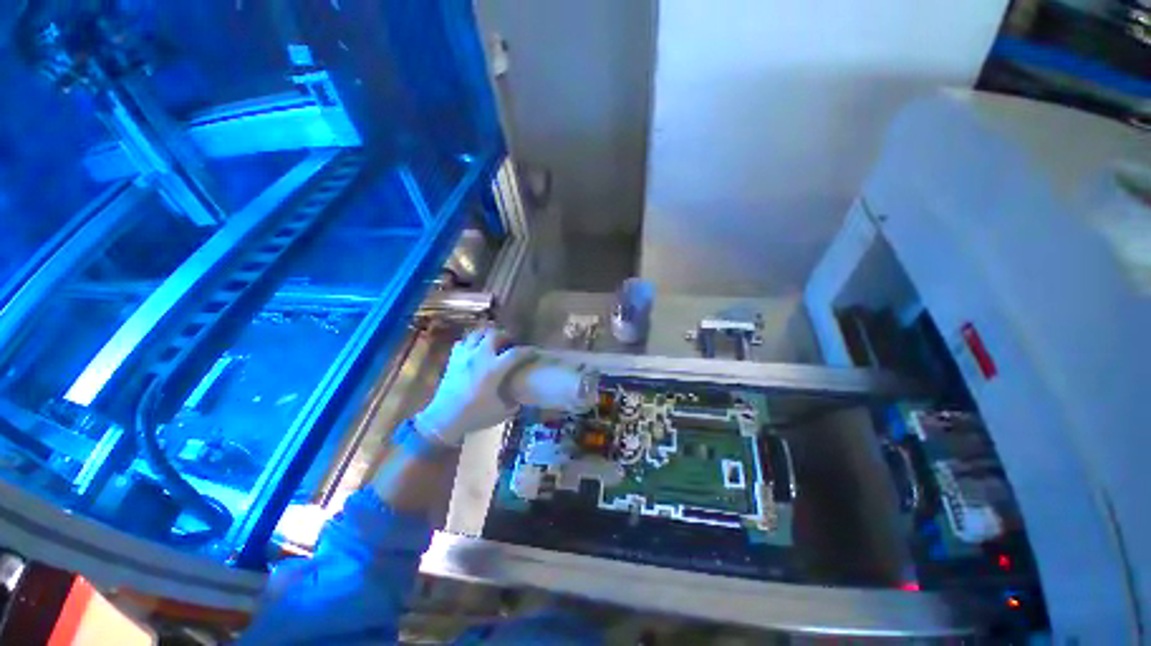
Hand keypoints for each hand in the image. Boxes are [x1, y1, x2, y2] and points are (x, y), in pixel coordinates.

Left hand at [414, 327, 534, 446]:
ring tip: (492, 341)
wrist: (443, 419)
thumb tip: (520, 397)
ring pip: (477, 333)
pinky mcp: (453, 359)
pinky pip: (462, 342)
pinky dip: (470, 343)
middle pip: (494, 334)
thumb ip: (514, 402)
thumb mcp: (501, 412)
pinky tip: (474, 350)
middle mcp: (480, 357)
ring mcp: (464, 356)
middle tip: (510, 342)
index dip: (528, 351)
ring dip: (487, 335)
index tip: (534, 351)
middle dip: (505, 335)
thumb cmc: (474, 415)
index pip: (516, 353)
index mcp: (494, 369)